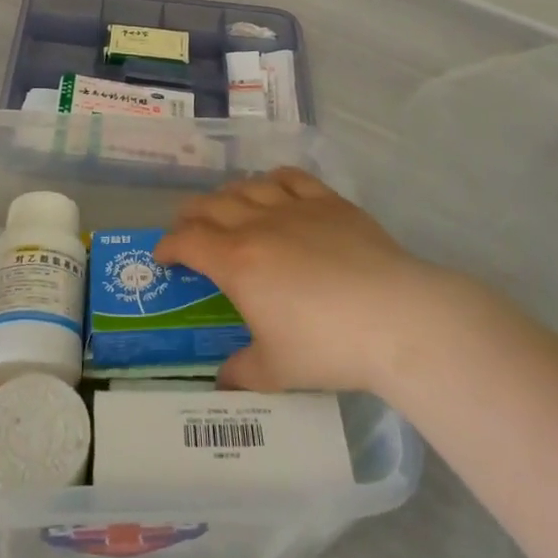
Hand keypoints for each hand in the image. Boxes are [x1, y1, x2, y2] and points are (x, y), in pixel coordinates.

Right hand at [154, 167, 447, 394]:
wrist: (394, 316)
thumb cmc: (327, 345)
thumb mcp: (276, 370)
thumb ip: (242, 372)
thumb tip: (223, 380)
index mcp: (236, 262)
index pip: (187, 241)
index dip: (168, 246)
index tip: (163, 256)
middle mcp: (257, 224)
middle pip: (211, 205)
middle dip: (190, 216)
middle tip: (187, 230)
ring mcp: (294, 207)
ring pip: (247, 186)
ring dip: (227, 195)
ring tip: (225, 207)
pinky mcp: (328, 201)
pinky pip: (290, 177)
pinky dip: (271, 179)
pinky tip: (272, 188)